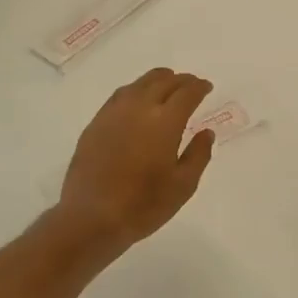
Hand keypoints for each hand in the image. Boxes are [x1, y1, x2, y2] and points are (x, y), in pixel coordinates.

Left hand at [58, 69, 215, 246]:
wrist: (91, 218)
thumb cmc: (143, 205)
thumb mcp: (183, 186)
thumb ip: (198, 155)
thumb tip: (206, 132)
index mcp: (165, 122)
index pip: (186, 93)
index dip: (199, 87)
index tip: (207, 87)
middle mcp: (139, 108)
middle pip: (163, 81)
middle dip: (181, 80)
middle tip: (190, 85)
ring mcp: (114, 113)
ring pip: (139, 84)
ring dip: (157, 80)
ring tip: (166, 84)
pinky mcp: (95, 124)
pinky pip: (120, 96)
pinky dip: (135, 90)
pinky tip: (137, 100)